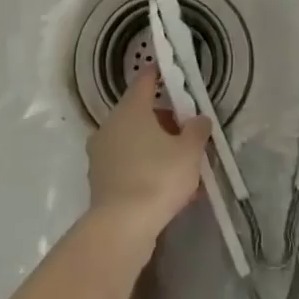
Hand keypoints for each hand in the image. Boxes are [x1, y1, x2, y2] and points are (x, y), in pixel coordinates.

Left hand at [87, 70, 209, 236]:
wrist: (122, 226)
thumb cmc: (158, 177)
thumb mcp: (189, 151)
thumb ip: (197, 130)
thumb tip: (198, 119)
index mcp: (130, 110)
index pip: (144, 81)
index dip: (159, 74)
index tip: (170, 71)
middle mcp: (110, 126)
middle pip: (140, 114)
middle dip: (165, 120)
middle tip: (188, 132)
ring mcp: (101, 154)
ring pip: (134, 141)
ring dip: (156, 147)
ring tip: (183, 166)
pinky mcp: (100, 180)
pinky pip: (128, 164)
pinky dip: (146, 168)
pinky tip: (167, 187)